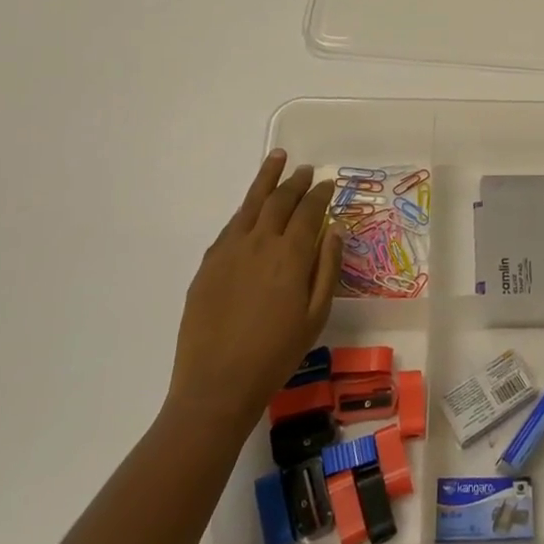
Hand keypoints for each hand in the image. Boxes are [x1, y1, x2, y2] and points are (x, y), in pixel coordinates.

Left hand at [170, 150, 340, 418]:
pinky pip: (230, 226)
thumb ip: (327, 268)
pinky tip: (250, 208)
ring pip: (250, 204)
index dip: (320, 194)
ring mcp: (229, 251)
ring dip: (266, 180)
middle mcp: (260, 243)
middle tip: (306, 169)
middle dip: (295, 182)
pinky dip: (244, 210)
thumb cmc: (277, 354)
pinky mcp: (208, 265)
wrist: (217, 384)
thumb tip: (334, 230)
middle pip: (279, 201)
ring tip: (276, 159)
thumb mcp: (316, 315)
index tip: (328, 183)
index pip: (309, 211)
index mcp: (290, 255)